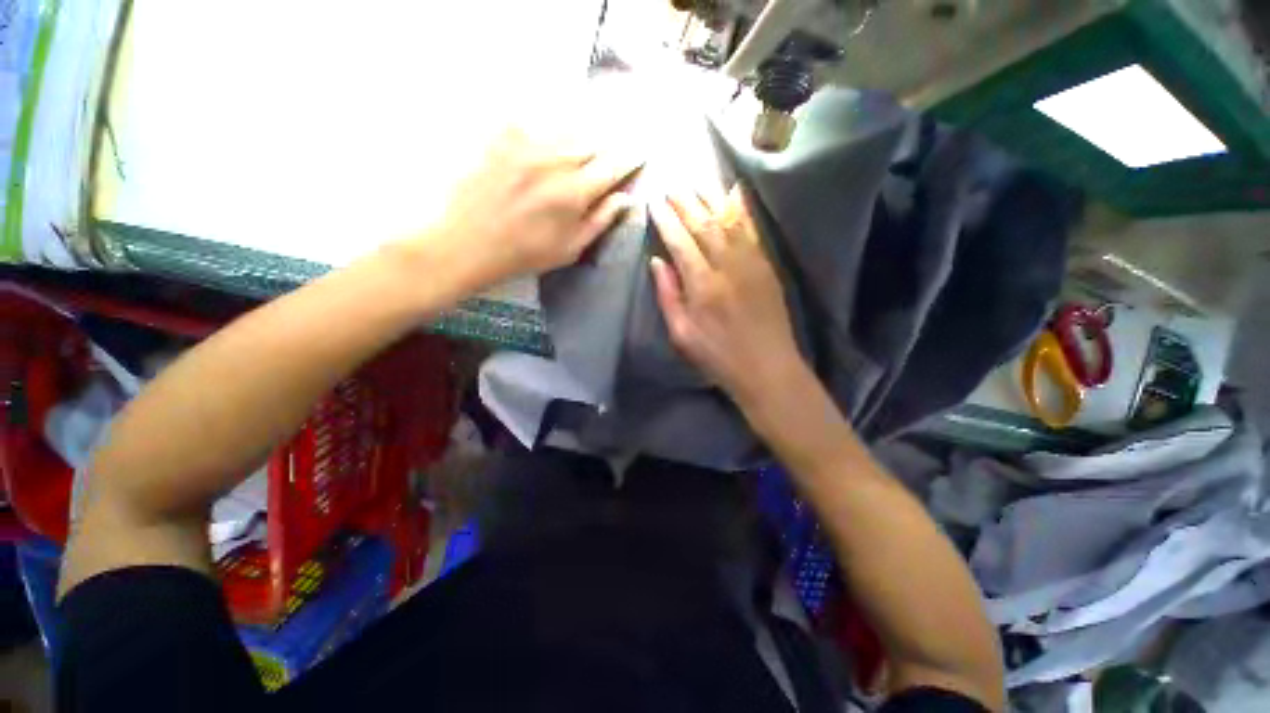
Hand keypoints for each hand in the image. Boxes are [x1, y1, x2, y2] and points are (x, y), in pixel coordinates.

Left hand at [414, 128, 641, 288]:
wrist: (470, 243)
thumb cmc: (526, 253)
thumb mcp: (571, 248)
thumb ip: (601, 220)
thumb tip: (626, 198)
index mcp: (575, 192)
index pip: (613, 166)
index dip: (630, 159)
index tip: (640, 154)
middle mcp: (555, 160)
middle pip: (593, 143)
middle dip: (608, 147)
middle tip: (613, 152)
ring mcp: (527, 144)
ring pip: (567, 130)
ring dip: (583, 138)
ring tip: (586, 145)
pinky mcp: (502, 138)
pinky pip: (535, 122)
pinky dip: (548, 129)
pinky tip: (550, 141)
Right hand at [650, 187, 804, 408]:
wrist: (767, 367)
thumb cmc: (718, 357)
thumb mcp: (682, 335)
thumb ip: (668, 296)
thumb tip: (657, 261)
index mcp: (702, 286)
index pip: (680, 242)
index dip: (666, 220)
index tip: (654, 202)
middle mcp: (726, 267)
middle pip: (703, 224)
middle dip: (685, 202)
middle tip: (671, 185)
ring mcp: (750, 262)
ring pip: (728, 220)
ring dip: (710, 197)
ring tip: (695, 181)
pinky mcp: (766, 265)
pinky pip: (752, 229)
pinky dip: (742, 207)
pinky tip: (734, 191)